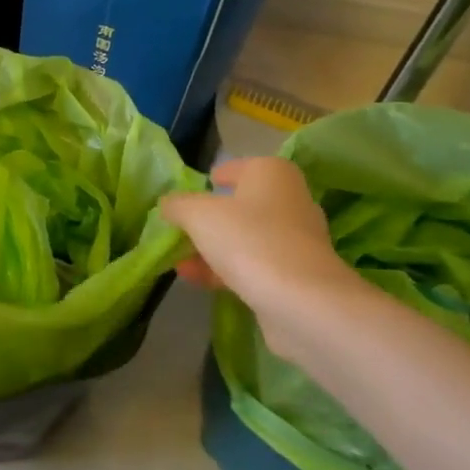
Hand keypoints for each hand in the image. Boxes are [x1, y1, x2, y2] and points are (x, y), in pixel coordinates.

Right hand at [161, 157, 360, 355]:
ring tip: (179, 261)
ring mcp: (295, 240)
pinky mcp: (295, 275)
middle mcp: (289, 200)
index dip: (212, 179)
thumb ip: (177, 205)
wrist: (301, 301)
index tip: (190, 195)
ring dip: (211, 248)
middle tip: (179, 230)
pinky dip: (225, 270)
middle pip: (239, 206)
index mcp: (272, 172)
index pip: (236, 168)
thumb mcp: (197, 214)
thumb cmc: (248, 239)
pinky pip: (252, 265)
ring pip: (244, 238)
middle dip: (207, 220)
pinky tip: (196, 280)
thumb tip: (168, 204)